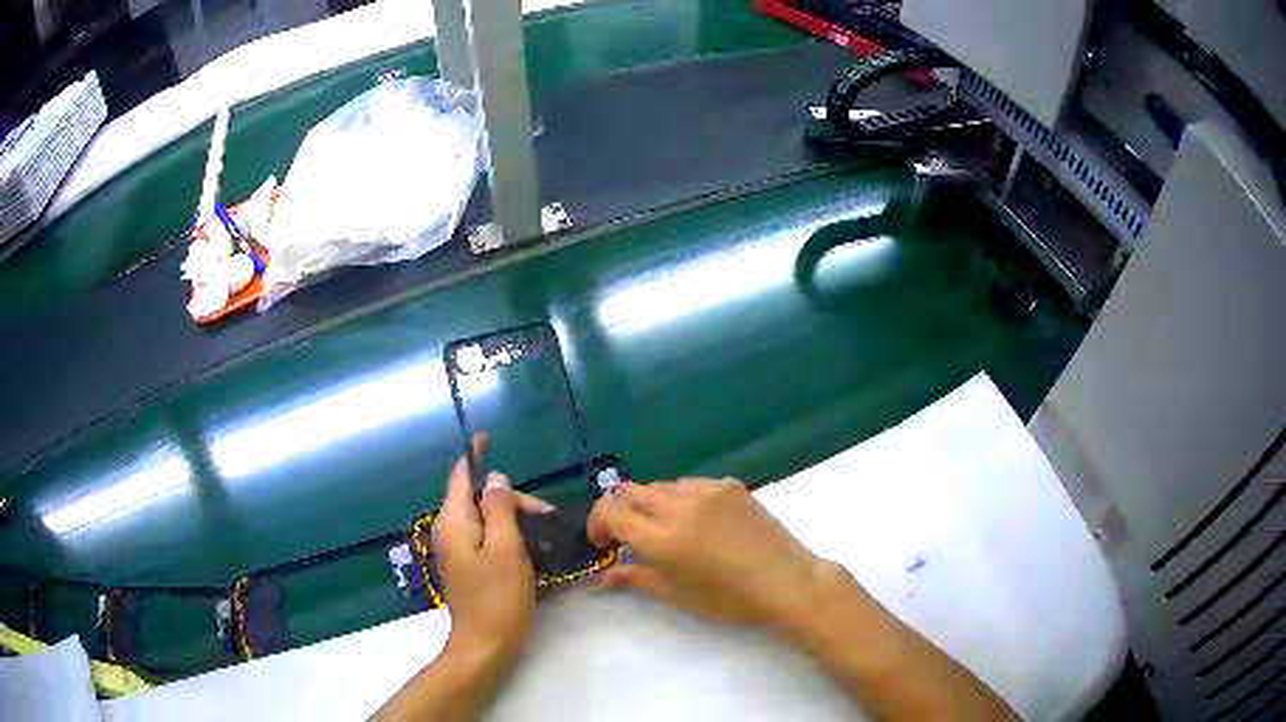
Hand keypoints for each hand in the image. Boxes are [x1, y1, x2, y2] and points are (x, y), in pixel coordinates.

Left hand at [373, 444, 552, 721]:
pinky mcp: (468, 569)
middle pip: (480, 501)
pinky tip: (532, 552)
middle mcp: (450, 532)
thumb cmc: (497, 596)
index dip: (475, 456)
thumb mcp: (505, 548)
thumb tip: (496, 478)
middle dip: (511, 502)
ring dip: (514, 521)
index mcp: (454, 522)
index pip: (461, 477)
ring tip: (546, 536)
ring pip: (486, 521)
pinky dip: (508, 539)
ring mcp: (458, 552)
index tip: (487, 437)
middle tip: (547, 518)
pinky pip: (487, 541)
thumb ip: (500, 509)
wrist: (485, 645)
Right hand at [587, 478, 843, 634]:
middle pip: (630, 491)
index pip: (610, 511)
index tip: (604, 544)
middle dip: (620, 510)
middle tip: (627, 536)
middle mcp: (678, 505)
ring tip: (665, 530)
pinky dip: (680, 498)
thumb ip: (635, 579)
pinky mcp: (729, 484)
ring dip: (650, 504)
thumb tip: (601, 577)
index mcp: (661, 537)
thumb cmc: (728, 599)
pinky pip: (690, 483)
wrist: (785, 580)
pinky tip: (697, 521)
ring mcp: (706, 490)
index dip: (597, 524)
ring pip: (660, 485)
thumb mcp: (676, 595)